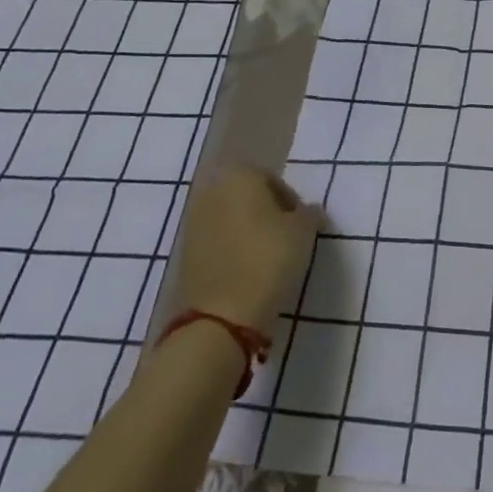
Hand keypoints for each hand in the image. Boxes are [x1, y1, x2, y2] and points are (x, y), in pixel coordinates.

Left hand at [173, 166, 321, 333]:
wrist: (221, 316)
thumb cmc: (268, 258)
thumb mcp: (304, 231)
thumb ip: (309, 213)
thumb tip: (308, 212)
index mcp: (240, 176)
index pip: (272, 180)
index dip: (290, 201)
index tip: (301, 224)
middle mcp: (211, 191)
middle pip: (247, 197)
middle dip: (266, 213)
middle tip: (285, 238)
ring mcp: (193, 223)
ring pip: (230, 219)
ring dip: (247, 231)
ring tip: (266, 257)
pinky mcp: (183, 255)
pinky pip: (216, 243)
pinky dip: (231, 250)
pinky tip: (246, 271)